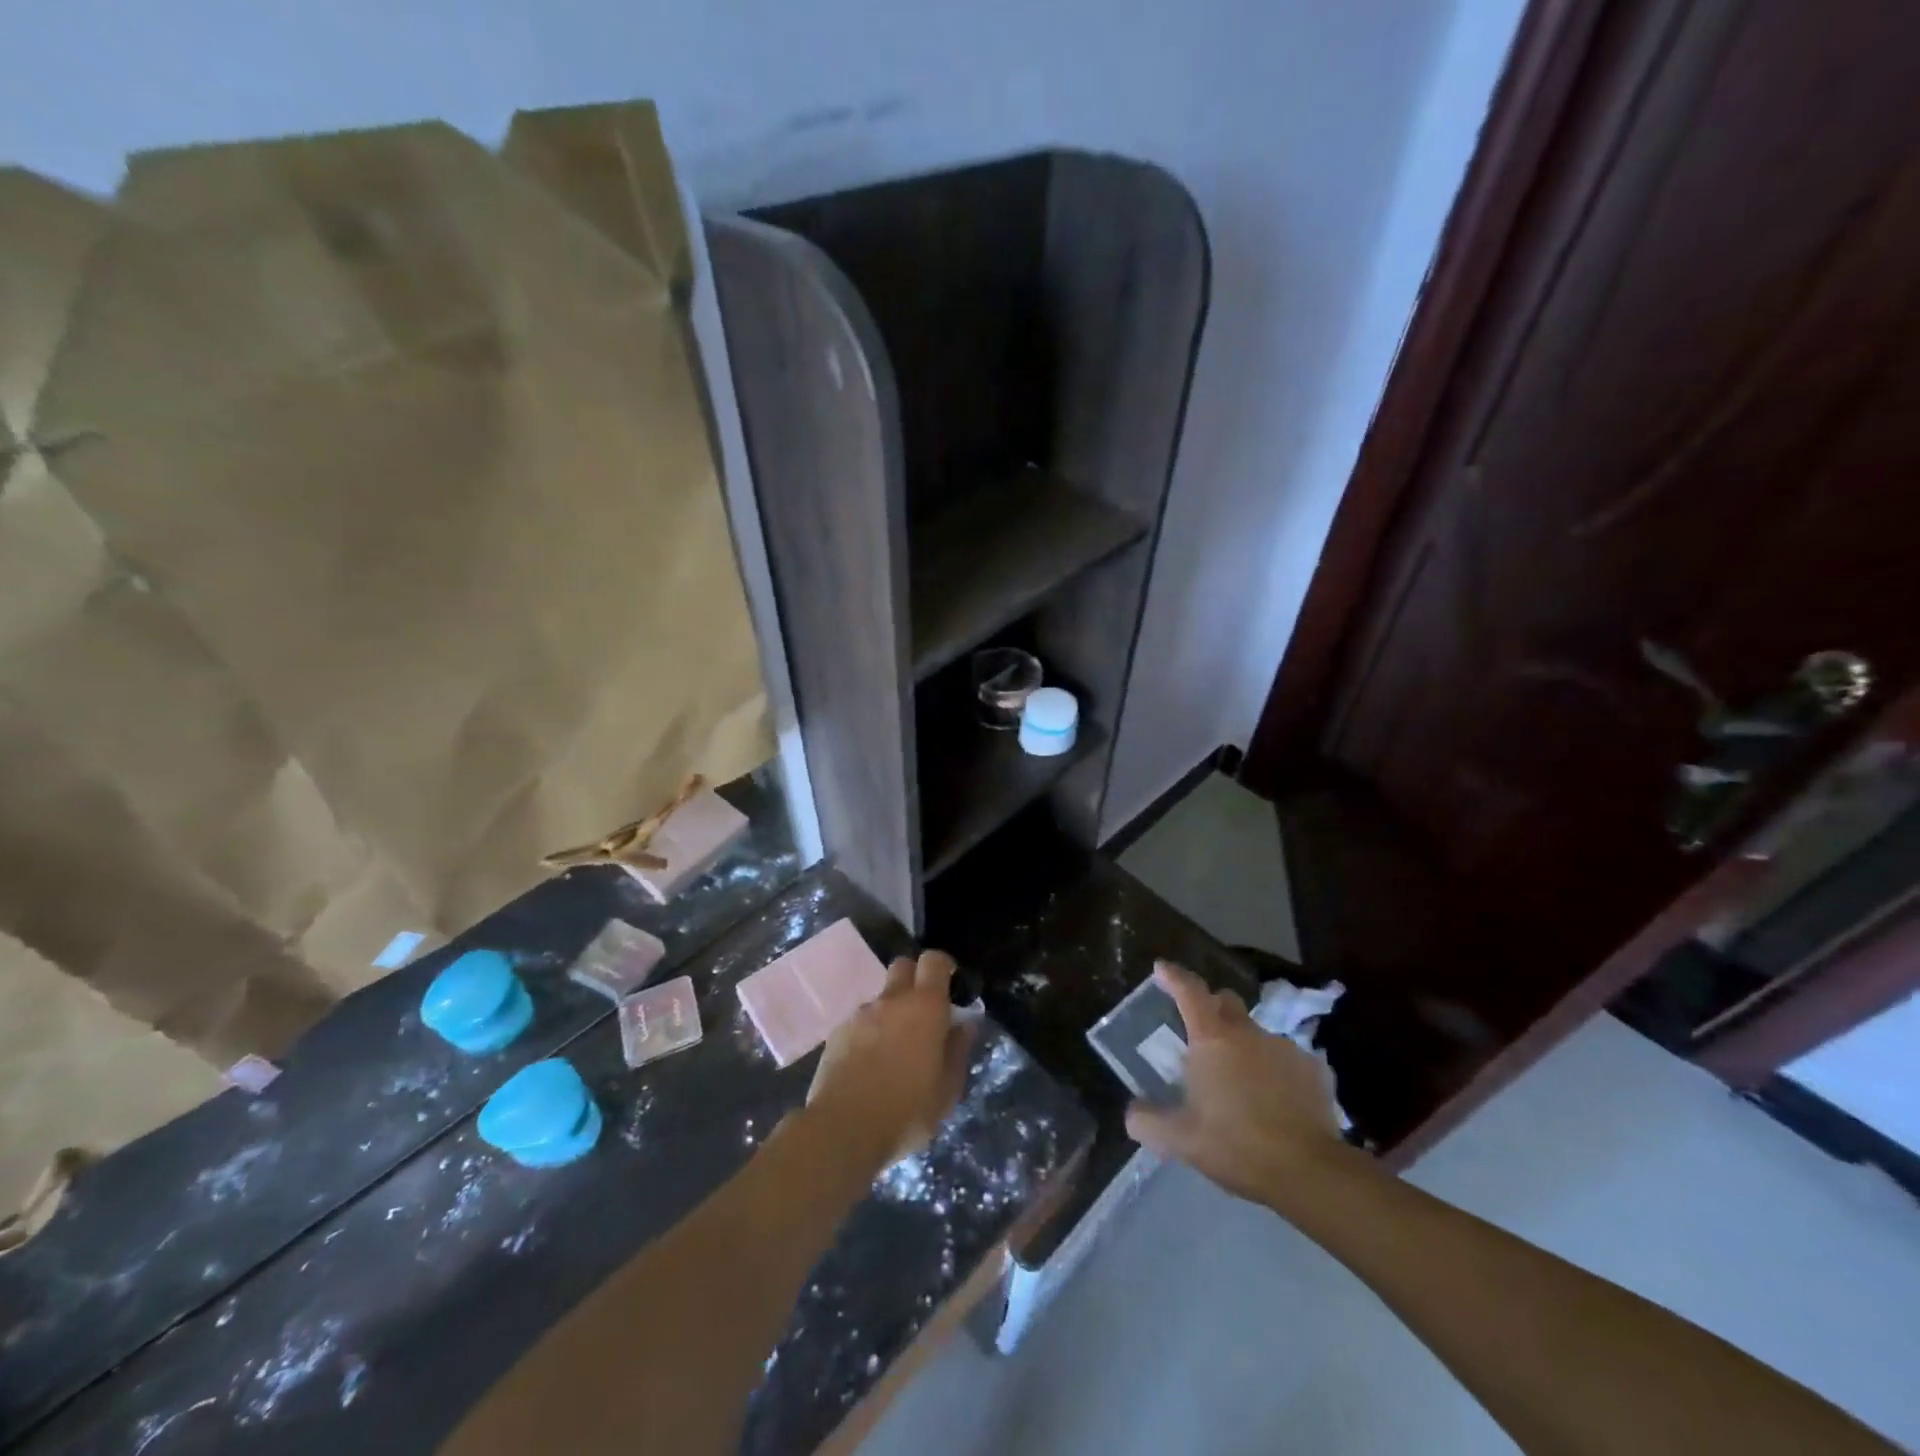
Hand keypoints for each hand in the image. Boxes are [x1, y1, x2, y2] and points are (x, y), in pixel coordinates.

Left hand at [806, 950, 972, 1168]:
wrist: (842, 1128)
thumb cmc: (906, 1110)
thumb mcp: (947, 1090)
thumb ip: (958, 1051)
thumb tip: (964, 1025)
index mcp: (925, 1007)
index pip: (934, 961)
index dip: (943, 967)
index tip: (950, 984)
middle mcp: (892, 1000)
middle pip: (903, 966)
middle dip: (915, 979)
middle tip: (923, 1011)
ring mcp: (861, 1014)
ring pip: (881, 997)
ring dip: (891, 1012)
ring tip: (894, 1050)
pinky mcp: (838, 1032)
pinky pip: (860, 1021)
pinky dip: (869, 1033)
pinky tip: (869, 1065)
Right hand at [1124, 961, 1347, 1208]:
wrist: (1309, 1172)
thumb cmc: (1236, 1144)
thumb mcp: (1180, 1140)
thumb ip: (1147, 1122)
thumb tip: (1132, 1113)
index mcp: (1212, 1038)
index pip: (1189, 990)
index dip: (1173, 976)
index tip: (1161, 968)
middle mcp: (1248, 1031)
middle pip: (1226, 1002)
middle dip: (1211, 1008)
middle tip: (1200, 1033)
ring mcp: (1285, 1047)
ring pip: (1257, 1034)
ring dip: (1245, 1047)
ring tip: (1241, 1081)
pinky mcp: (1315, 1069)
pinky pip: (1286, 1060)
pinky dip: (1275, 1071)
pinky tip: (1275, 1101)